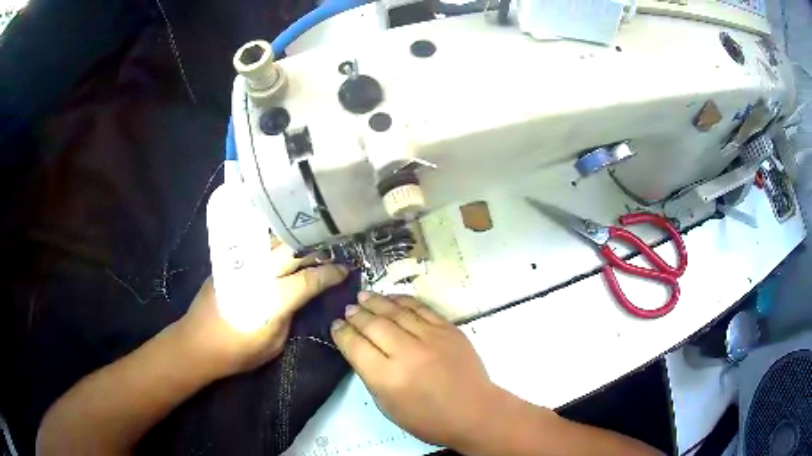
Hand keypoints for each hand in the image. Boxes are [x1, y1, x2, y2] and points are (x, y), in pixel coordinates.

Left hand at [173, 241, 348, 379]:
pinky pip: (258, 245)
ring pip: (275, 242)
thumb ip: (290, 316)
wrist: (198, 342)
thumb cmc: (238, 351)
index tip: (345, 271)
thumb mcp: (274, 342)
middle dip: (317, 251)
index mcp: (272, 299)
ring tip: (312, 246)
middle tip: (332, 254)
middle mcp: (258, 274)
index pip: (309, 280)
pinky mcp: (230, 261)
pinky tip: (283, 247)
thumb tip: (299, 298)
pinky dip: (275, 243)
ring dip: (297, 242)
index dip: (330, 274)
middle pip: (293, 252)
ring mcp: (242, 263)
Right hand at [330, 293, 504, 448]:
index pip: (355, 346)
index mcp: (387, 377)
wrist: (473, 411)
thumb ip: (371, 376)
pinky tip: (391, 297)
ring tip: (363, 296)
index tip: (336, 326)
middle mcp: (406, 352)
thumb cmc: (427, 418)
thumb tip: (361, 349)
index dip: (342, 333)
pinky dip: (403, 300)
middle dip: (356, 315)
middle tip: (347, 309)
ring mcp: (430, 337)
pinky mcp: (448, 329)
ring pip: (396, 311)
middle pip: (373, 324)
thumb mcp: (388, 406)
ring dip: (376, 302)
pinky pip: (421, 308)